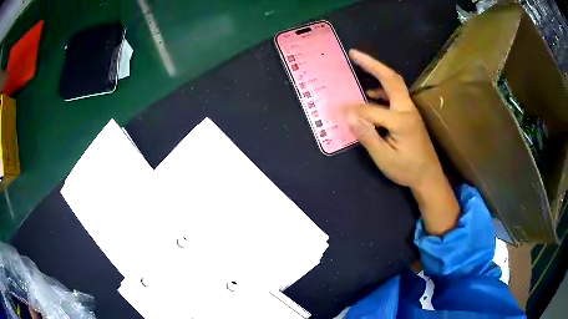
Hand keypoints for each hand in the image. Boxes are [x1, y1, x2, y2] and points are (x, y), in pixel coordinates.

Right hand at [345, 49, 441, 190]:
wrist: (428, 176)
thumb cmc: (407, 169)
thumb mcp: (385, 158)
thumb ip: (367, 136)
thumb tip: (348, 116)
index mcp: (401, 120)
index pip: (371, 110)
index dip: (352, 111)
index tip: (336, 110)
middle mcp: (407, 109)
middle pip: (391, 79)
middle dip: (372, 64)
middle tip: (354, 53)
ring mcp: (410, 110)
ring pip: (394, 83)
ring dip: (377, 71)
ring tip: (359, 64)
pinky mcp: (409, 114)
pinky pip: (395, 94)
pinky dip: (381, 88)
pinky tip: (369, 91)